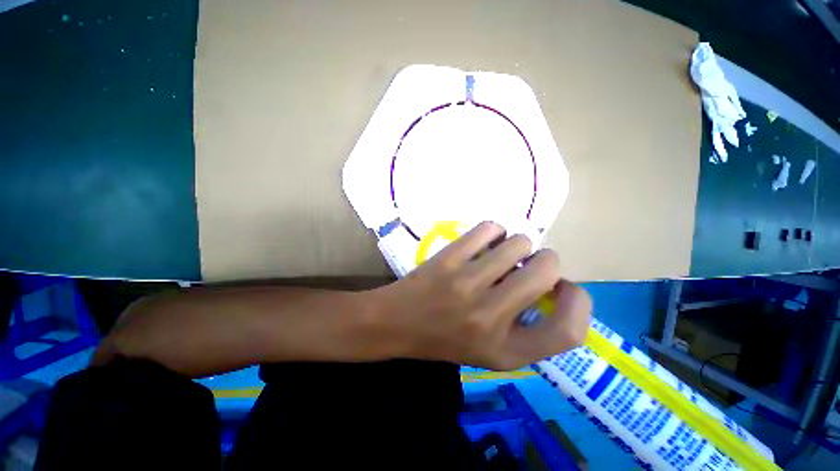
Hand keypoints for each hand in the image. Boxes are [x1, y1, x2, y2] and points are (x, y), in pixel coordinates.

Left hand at [374, 222, 590, 369]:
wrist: (397, 323)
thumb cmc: (445, 339)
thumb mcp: (493, 352)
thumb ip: (529, 329)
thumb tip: (554, 285)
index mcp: (506, 350)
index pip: (569, 330)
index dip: (580, 302)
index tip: (564, 288)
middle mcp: (491, 317)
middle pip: (547, 269)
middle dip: (546, 260)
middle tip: (528, 264)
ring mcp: (467, 283)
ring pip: (518, 242)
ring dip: (518, 245)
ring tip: (502, 254)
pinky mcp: (448, 259)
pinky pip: (488, 229)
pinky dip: (493, 231)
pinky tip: (484, 241)